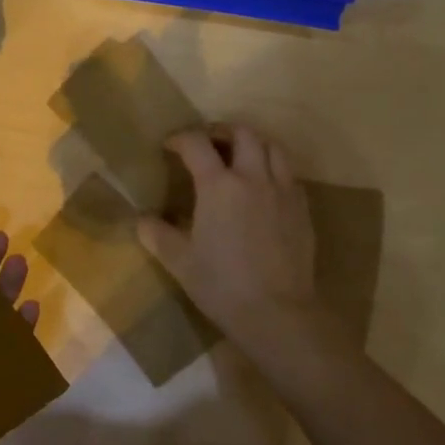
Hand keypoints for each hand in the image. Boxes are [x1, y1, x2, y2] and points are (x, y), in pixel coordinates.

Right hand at [137, 126, 318, 349]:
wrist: (278, 313)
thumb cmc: (222, 285)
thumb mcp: (179, 261)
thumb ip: (156, 234)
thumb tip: (142, 219)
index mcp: (219, 186)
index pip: (197, 144)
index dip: (180, 138)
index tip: (169, 146)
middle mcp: (253, 178)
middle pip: (243, 133)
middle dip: (221, 131)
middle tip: (207, 143)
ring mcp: (283, 191)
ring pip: (273, 147)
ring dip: (253, 143)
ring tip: (239, 157)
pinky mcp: (302, 209)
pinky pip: (289, 174)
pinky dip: (273, 168)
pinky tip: (263, 187)